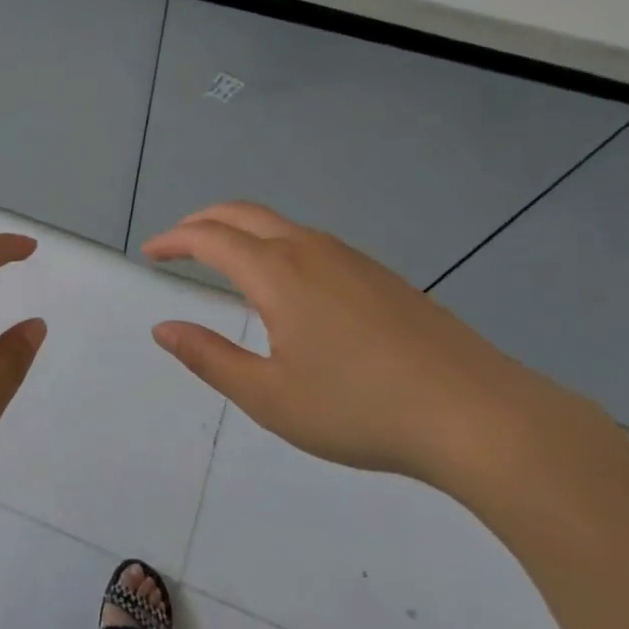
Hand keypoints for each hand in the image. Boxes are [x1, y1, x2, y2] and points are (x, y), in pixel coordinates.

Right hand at [144, 202, 549, 483]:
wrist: (477, 414)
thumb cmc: (360, 408)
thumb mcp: (269, 396)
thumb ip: (209, 358)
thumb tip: (163, 329)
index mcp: (277, 272)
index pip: (209, 238)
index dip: (174, 240)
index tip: (150, 252)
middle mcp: (310, 249)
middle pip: (243, 213)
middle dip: (202, 221)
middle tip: (177, 242)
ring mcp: (351, 258)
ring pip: (280, 225)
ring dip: (240, 230)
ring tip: (224, 258)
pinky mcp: (381, 276)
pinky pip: (311, 242)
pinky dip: (276, 244)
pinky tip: (287, 283)